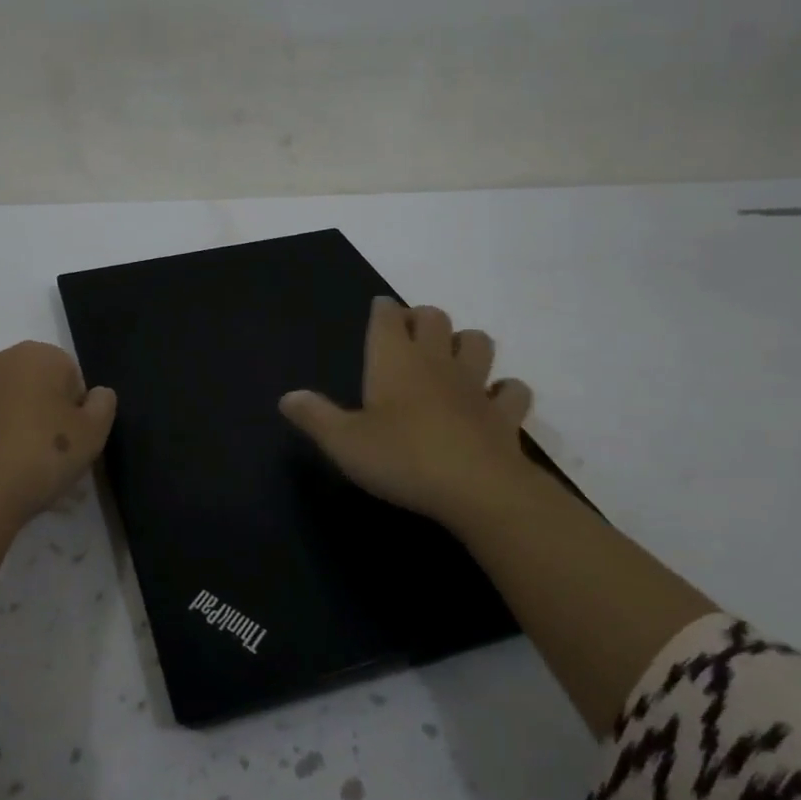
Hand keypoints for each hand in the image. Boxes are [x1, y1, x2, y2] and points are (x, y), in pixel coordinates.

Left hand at [0, 341, 116, 528]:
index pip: (69, 376)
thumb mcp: (93, 434)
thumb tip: (97, 394)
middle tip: (47, 456)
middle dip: (40, 413)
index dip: (75, 410)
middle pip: (31, 386)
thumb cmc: (41, 457)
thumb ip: (103, 405)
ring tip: (15, 469)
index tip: (72, 441)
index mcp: (36, 356)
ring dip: (9, 426)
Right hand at [279, 298, 533, 527]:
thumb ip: (315, 416)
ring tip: (453, 359)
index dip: (383, 309)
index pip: (388, 316)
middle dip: (423, 318)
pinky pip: (513, 390)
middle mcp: (436, 361)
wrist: (477, 489)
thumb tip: (287, 397)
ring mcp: (476, 386)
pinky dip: (506, 391)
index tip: (380, 310)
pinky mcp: (505, 414)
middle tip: (411, 334)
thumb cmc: (401, 458)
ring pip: (479, 342)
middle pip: (435, 317)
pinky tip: (495, 400)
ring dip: (467, 343)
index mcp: (394, 360)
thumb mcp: (344, 442)